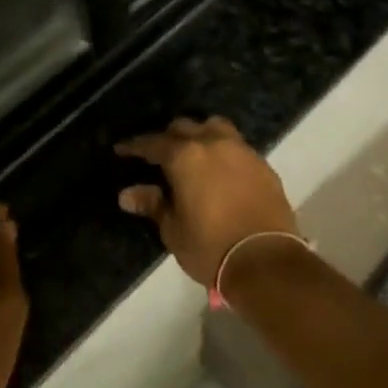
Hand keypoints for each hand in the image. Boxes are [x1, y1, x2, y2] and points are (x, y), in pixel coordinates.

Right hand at [113, 116, 298, 286]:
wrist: (265, 260)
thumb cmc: (210, 247)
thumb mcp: (174, 230)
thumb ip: (153, 205)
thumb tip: (127, 194)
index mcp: (185, 156)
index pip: (153, 143)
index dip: (135, 147)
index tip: (122, 149)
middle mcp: (212, 143)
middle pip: (184, 128)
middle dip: (168, 138)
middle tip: (158, 155)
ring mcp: (241, 150)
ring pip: (215, 128)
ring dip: (200, 135)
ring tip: (193, 153)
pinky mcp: (262, 164)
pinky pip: (236, 147)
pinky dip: (223, 151)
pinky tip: (220, 170)